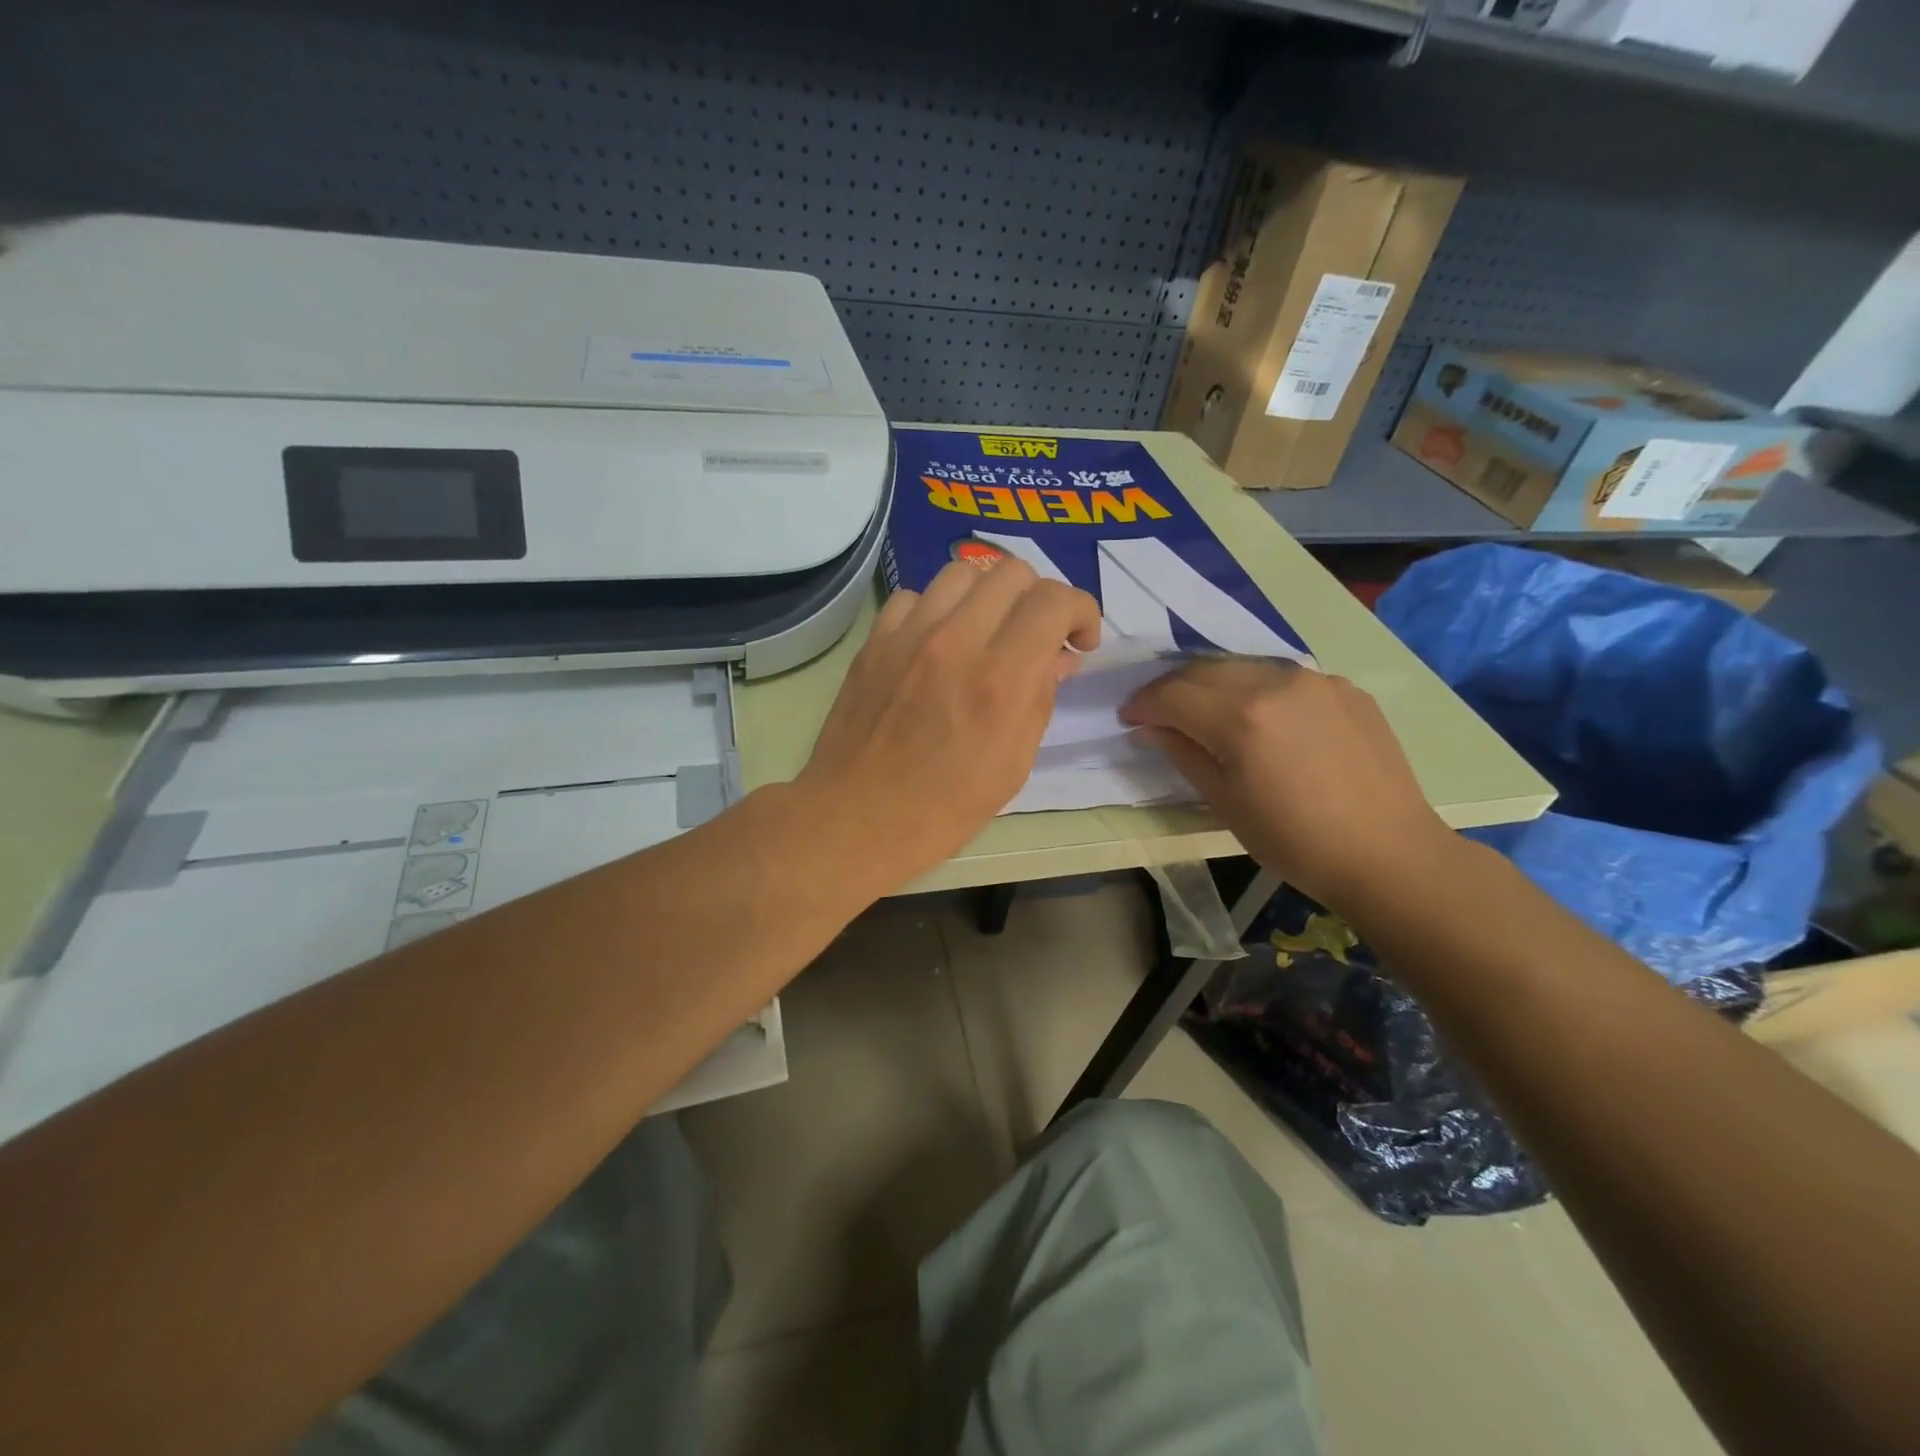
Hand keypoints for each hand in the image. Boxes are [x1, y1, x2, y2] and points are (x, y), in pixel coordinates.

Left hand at [797, 559, 1100, 888]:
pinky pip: (914, 596)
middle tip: (1036, 636)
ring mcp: (909, 635)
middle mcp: (957, 641)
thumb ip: (1041, 699)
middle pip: (1012, 572)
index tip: (1080, 640)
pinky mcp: (875, 640)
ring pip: (962, 572)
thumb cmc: (944, 808)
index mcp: (1001, 679)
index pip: (1053, 601)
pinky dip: (937, 609)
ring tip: (988, 631)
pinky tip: (937, 641)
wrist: (857, 818)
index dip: (1081, 611)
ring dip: (989, 595)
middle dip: (1038, 598)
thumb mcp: (1012, 766)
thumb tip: (1059, 656)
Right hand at [1122, 658, 1454, 917]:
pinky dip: (1256, 689)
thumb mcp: (1224, 802)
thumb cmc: (1294, 840)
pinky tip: (1258, 717)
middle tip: (1156, 712)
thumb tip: (1148, 728)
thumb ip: (1182, 754)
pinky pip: (1284, 677)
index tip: (1129, 718)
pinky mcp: (1344, 688)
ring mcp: (1316, 680)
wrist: (1387, 853)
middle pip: (1204, 670)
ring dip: (1212, 684)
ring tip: (1202, 710)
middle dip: (1171, 688)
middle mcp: (1276, 682)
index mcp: (1241, 716)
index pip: (1173, 694)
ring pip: (1244, 667)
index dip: (1143, 704)